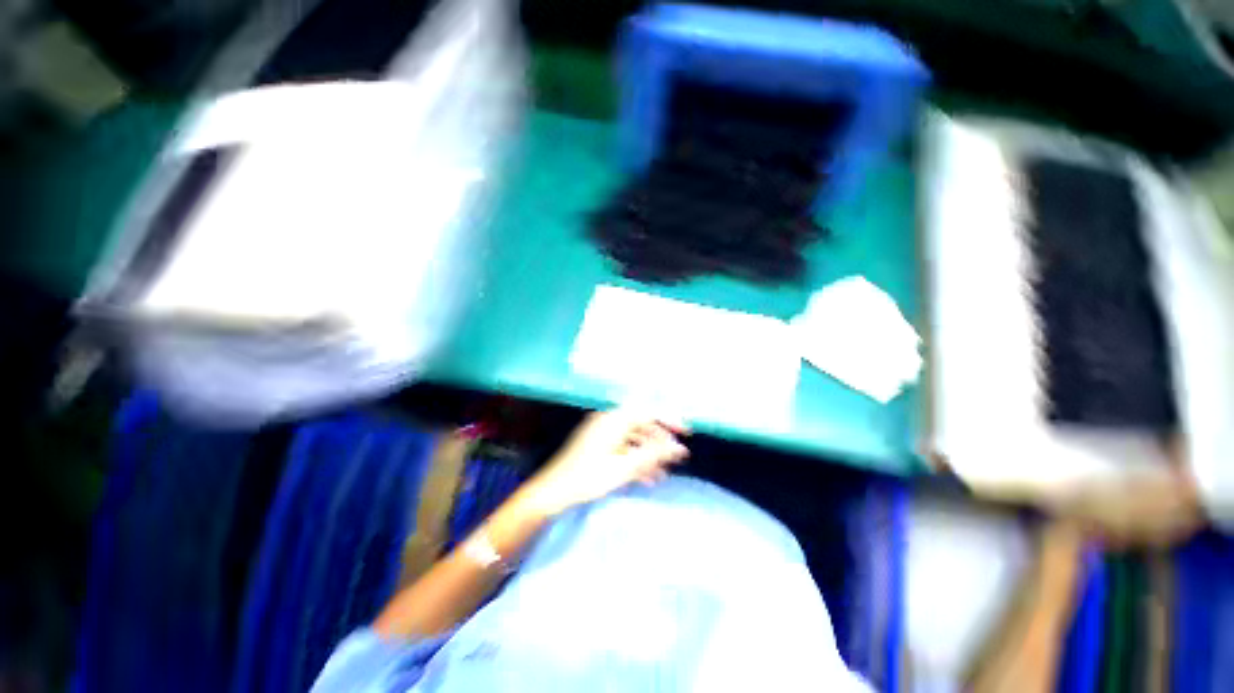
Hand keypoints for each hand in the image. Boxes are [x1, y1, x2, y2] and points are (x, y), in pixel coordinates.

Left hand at [527, 409, 689, 515]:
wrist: (552, 492)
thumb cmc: (587, 478)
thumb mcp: (624, 468)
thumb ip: (653, 455)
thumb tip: (680, 448)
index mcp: (614, 420)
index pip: (648, 411)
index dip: (669, 419)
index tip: (686, 432)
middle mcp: (608, 421)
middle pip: (641, 424)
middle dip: (660, 440)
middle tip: (677, 457)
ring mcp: (602, 433)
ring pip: (633, 438)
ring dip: (649, 453)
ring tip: (664, 472)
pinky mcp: (598, 445)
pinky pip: (623, 447)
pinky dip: (635, 458)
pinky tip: (647, 477)